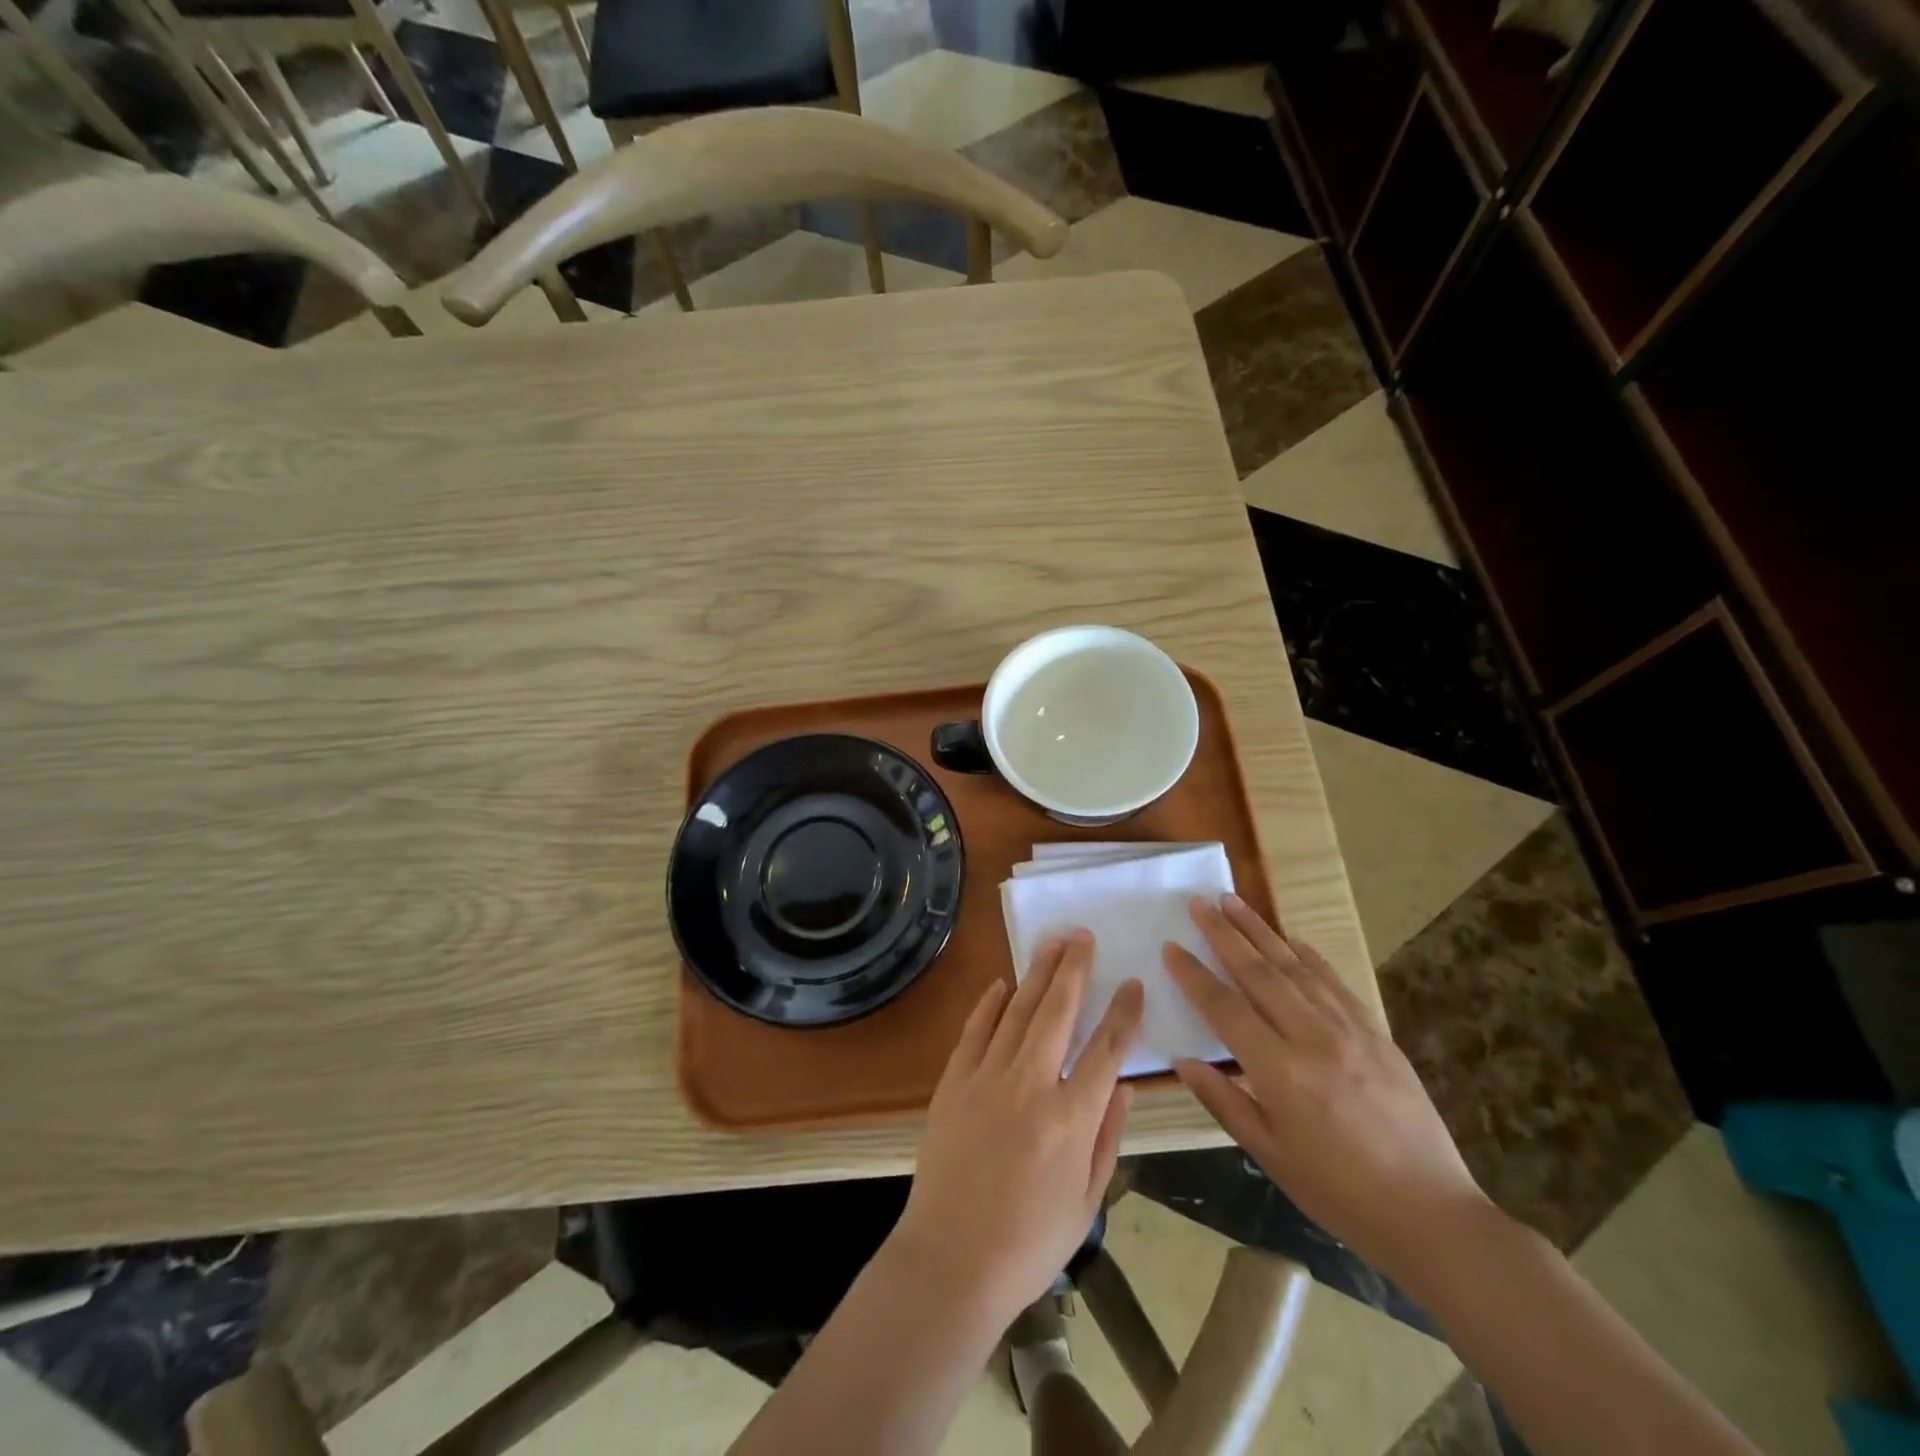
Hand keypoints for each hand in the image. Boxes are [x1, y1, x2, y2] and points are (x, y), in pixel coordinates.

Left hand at [887, 931, 1143, 1332]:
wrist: (951, 1261)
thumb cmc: (1028, 1242)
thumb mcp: (1086, 1201)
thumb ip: (1107, 1138)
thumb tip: (1123, 1087)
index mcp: (1071, 1118)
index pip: (1106, 1049)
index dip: (1123, 1013)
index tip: (1133, 983)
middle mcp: (1030, 1084)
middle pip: (1058, 1011)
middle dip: (1074, 968)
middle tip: (1083, 936)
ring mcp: (986, 1078)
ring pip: (1018, 1010)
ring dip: (1037, 973)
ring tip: (1052, 944)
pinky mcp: (953, 1082)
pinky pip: (975, 1030)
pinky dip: (990, 1003)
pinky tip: (1003, 984)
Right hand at [1164, 895, 1490, 1285]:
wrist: (1431, 1213)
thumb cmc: (1339, 1193)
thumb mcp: (1271, 1156)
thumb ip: (1224, 1102)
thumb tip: (1185, 1061)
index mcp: (1280, 1072)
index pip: (1224, 1008)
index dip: (1193, 975)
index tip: (1170, 946)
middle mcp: (1312, 1038)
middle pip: (1258, 972)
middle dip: (1224, 934)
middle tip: (1199, 902)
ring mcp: (1349, 1031)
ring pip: (1295, 967)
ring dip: (1261, 931)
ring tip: (1233, 901)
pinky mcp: (1376, 1033)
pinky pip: (1334, 982)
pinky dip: (1309, 956)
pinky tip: (1291, 939)